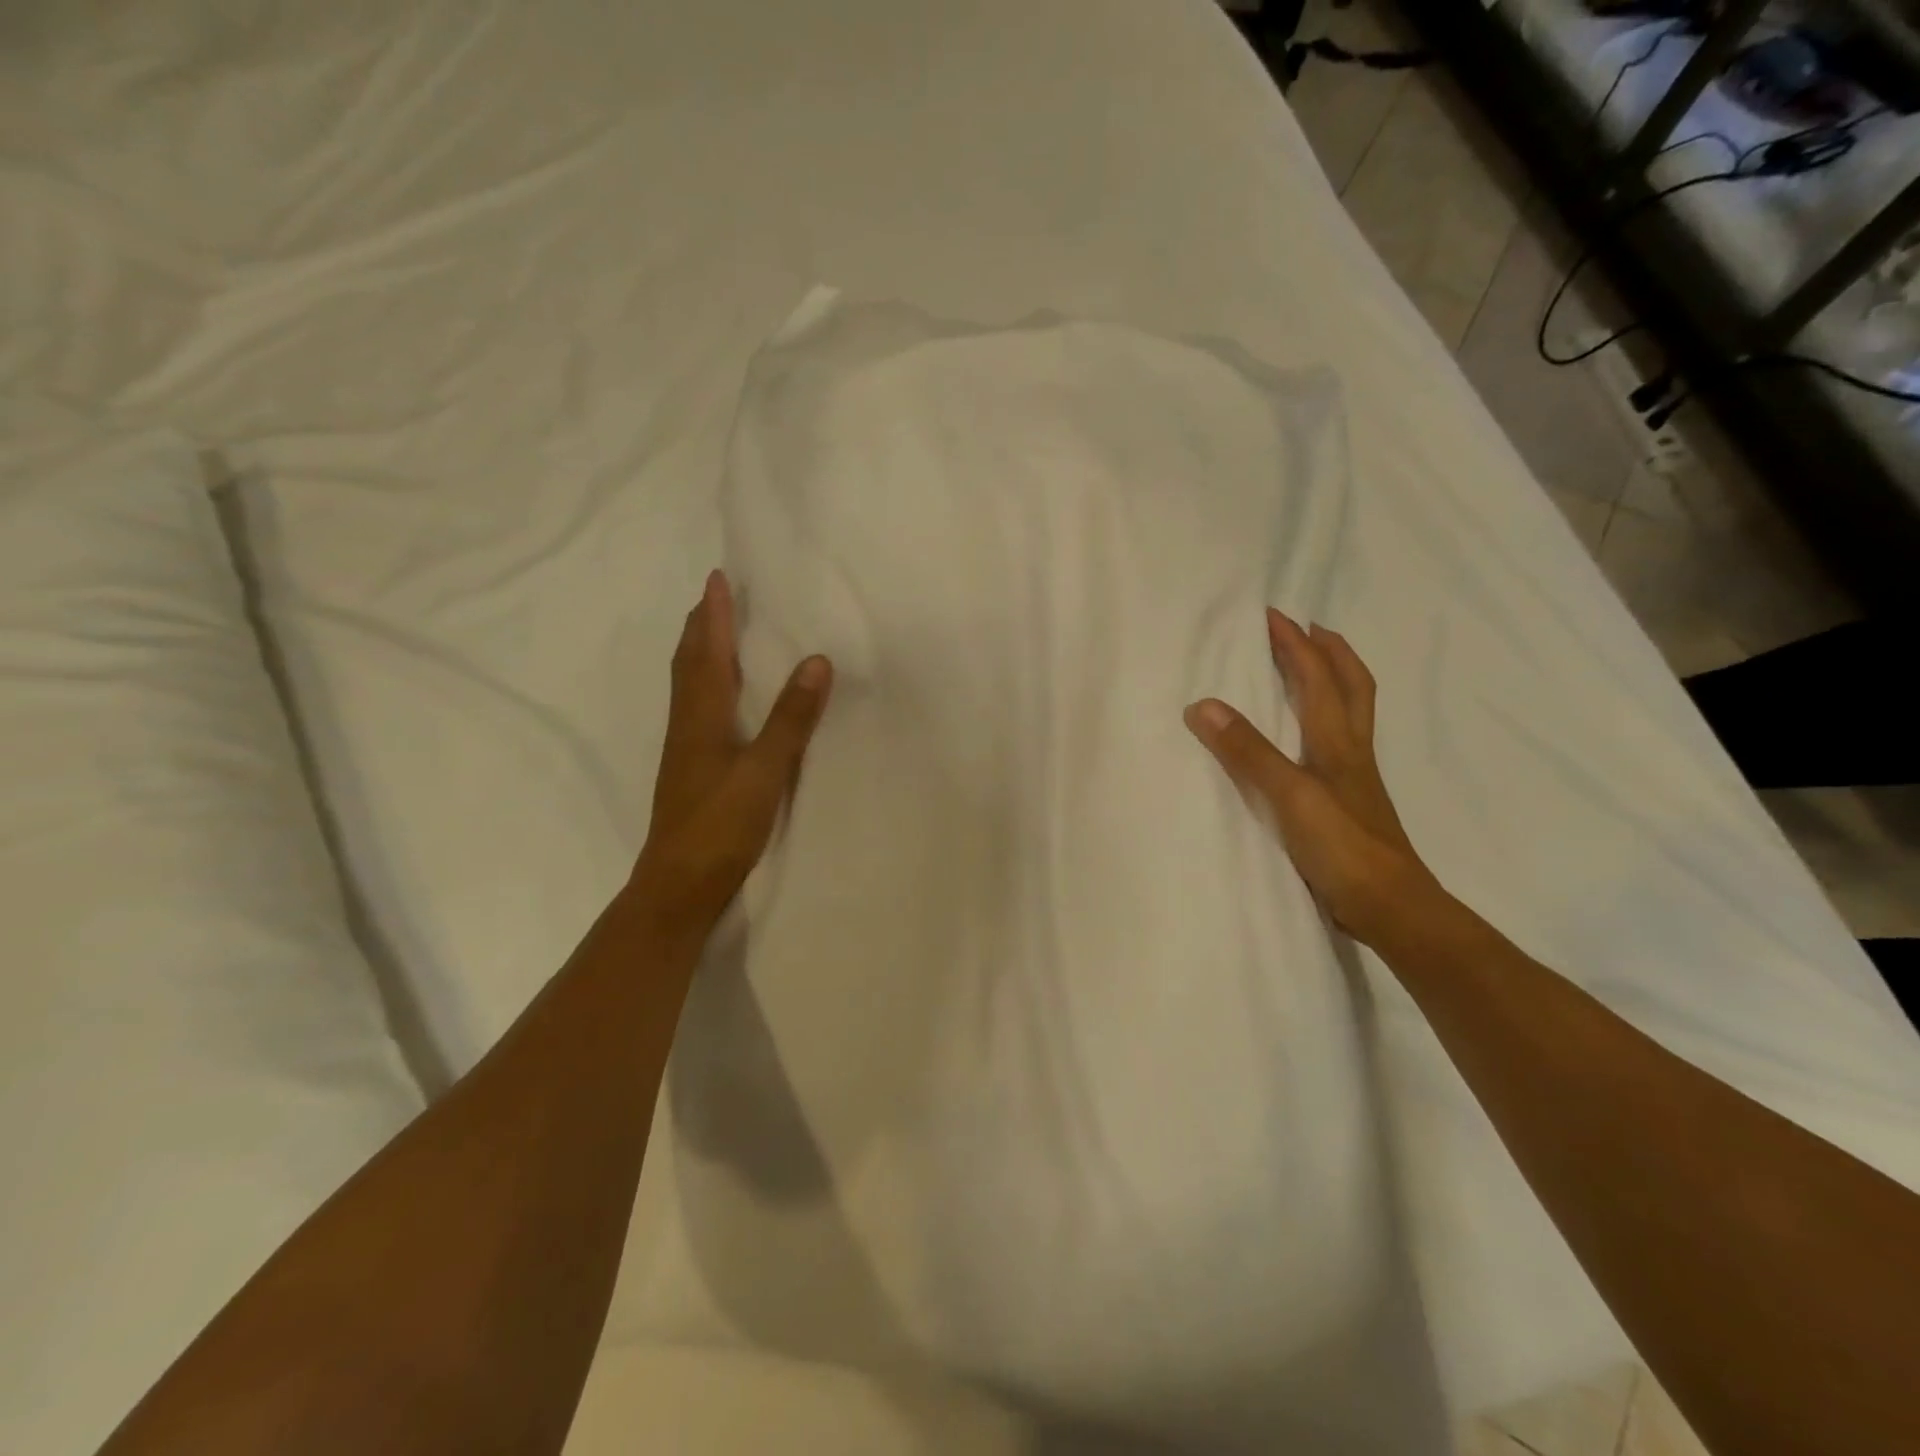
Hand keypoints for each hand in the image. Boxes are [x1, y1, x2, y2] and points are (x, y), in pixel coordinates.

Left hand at [626, 570, 831, 947]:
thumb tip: (816, 661)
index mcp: (703, 715)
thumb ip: (791, 718)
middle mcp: (688, 723)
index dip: (714, 614)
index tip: (717, 577)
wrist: (679, 882)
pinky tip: (719, 698)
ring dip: (700, 652)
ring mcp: (686, 748)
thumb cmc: (722, 824)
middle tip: (714, 596)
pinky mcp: (691, 769)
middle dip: (702, 626)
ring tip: (715, 633)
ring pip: (689, 685)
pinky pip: (696, 708)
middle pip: (690, 662)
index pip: (708, 651)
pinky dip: (705, 684)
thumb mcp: (766, 770)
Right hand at [1184, 609, 1443, 948]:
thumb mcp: (1289, 795)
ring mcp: (1354, 778)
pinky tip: (1308, 737)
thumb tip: (1203, 705)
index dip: (1297, 645)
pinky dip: (1325, 722)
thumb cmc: (1342, 847)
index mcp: (1338, 741)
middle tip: (1307, 629)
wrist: (1390, 905)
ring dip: (1334, 681)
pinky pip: (1338, 744)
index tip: (1273, 615)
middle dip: (1329, 652)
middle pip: (1351, 687)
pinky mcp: (1348, 803)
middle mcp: (1351, 751)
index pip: (1318, 678)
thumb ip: (1247, 751)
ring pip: (1350, 714)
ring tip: (1312, 669)